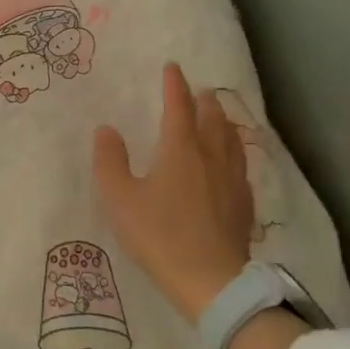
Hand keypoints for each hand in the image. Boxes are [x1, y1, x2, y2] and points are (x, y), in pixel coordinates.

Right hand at [93, 62, 253, 323]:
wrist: (210, 280)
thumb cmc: (158, 234)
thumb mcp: (120, 198)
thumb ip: (110, 161)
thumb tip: (107, 130)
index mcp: (180, 150)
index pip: (178, 107)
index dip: (174, 86)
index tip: (172, 68)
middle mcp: (210, 157)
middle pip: (212, 120)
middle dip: (204, 101)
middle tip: (200, 90)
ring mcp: (232, 181)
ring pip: (230, 141)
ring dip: (223, 123)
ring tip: (219, 117)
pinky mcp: (243, 205)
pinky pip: (240, 165)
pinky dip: (233, 152)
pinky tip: (231, 163)